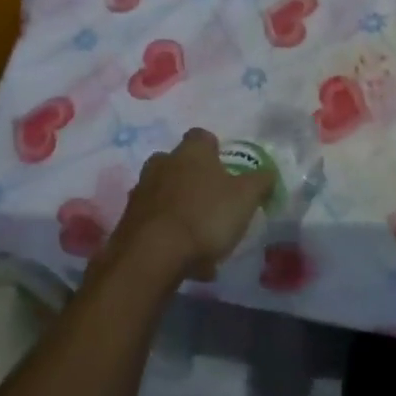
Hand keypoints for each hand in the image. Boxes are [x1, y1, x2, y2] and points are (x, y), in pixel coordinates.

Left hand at [108, 128, 274, 280]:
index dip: (216, 150)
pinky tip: (185, 258)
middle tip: (214, 201)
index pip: (202, 137)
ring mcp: (141, 192)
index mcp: (191, 152)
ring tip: (201, 237)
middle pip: (179, 164)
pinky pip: (156, 222)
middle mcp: (161, 164)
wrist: (152, 255)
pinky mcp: (128, 221)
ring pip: (166, 194)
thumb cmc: (205, 216)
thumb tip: (267, 173)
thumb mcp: (246, 198)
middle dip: (194, 179)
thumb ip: (260, 181)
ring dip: (181, 208)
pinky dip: (169, 234)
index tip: (227, 169)